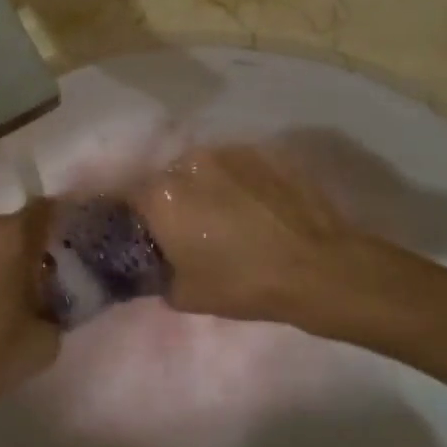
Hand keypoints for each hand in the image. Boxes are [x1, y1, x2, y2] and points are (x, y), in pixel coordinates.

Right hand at [129, 145, 416, 331]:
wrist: (319, 267)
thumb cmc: (244, 284)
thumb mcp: (185, 295)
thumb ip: (157, 273)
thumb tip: (153, 264)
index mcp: (161, 195)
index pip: (128, 198)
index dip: (132, 218)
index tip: (140, 234)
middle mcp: (188, 163)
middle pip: (166, 179)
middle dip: (171, 201)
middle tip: (184, 228)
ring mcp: (228, 151)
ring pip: (202, 169)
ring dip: (204, 188)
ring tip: (223, 215)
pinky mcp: (262, 151)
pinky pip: (235, 166)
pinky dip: (236, 183)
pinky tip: (253, 206)